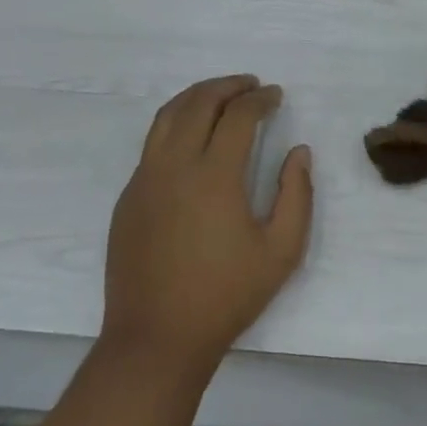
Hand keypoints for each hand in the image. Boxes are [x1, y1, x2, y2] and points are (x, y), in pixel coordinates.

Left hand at [102, 75, 312, 378]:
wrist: (156, 339)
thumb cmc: (226, 296)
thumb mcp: (281, 251)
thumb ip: (297, 195)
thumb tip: (299, 153)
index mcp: (214, 176)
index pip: (237, 116)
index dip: (259, 99)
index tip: (275, 95)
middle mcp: (174, 166)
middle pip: (198, 104)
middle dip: (227, 86)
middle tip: (250, 86)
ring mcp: (144, 180)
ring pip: (166, 117)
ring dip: (196, 97)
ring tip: (220, 96)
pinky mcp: (128, 198)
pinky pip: (151, 144)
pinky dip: (175, 124)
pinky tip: (191, 137)